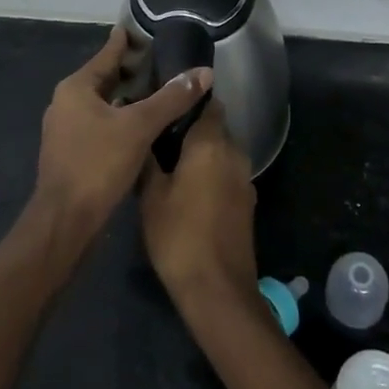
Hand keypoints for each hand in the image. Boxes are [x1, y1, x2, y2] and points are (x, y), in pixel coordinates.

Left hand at [33, 27, 212, 239]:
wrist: (64, 222)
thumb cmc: (97, 165)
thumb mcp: (139, 127)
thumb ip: (171, 98)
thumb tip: (204, 72)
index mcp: (76, 88)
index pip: (106, 54)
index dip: (126, 42)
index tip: (143, 29)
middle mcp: (66, 103)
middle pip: (104, 78)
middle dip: (131, 70)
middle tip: (162, 61)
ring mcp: (66, 130)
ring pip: (102, 103)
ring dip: (126, 97)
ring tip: (158, 91)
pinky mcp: (71, 154)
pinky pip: (100, 124)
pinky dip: (120, 119)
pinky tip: (142, 126)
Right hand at [139, 102, 257, 316]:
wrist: (218, 289)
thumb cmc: (179, 235)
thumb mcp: (151, 195)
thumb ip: (148, 159)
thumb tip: (142, 133)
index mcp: (211, 143)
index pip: (208, 103)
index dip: (188, 100)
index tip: (165, 103)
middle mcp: (235, 153)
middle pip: (215, 127)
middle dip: (191, 129)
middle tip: (160, 137)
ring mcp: (245, 179)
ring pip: (221, 153)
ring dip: (201, 154)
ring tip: (170, 164)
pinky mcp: (246, 202)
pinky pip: (226, 174)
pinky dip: (210, 174)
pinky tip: (188, 190)